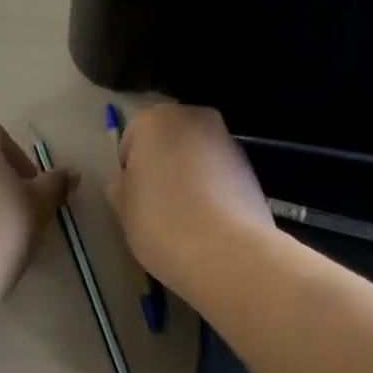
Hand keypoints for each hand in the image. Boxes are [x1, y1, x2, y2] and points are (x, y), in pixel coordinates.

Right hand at [104, 104, 273, 295]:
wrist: (229, 253)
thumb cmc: (162, 222)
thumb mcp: (123, 209)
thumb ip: (119, 187)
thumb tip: (123, 182)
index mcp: (156, 119)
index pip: (132, 139)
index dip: (129, 170)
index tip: (133, 198)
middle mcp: (195, 119)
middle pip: (169, 141)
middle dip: (162, 166)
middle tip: (156, 205)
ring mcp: (228, 141)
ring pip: (197, 156)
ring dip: (189, 177)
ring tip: (185, 217)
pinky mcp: (252, 168)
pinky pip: (220, 174)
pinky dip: (213, 190)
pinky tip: (209, 222)